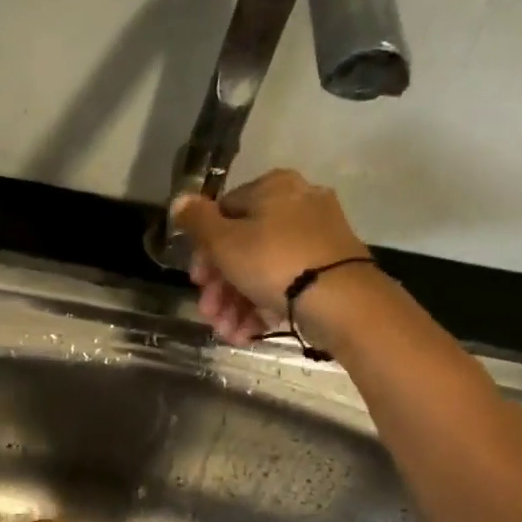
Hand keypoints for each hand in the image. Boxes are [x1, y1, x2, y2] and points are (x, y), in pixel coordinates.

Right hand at [172, 169, 372, 346]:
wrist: (341, 300)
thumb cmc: (273, 262)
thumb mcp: (223, 241)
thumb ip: (196, 220)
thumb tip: (180, 199)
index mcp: (273, 189)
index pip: (223, 213)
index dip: (203, 250)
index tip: (196, 280)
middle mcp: (298, 205)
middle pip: (241, 247)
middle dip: (219, 288)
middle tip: (208, 313)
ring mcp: (316, 238)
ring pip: (261, 270)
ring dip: (235, 305)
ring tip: (227, 332)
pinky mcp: (327, 269)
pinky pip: (285, 284)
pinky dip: (262, 307)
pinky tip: (248, 332)